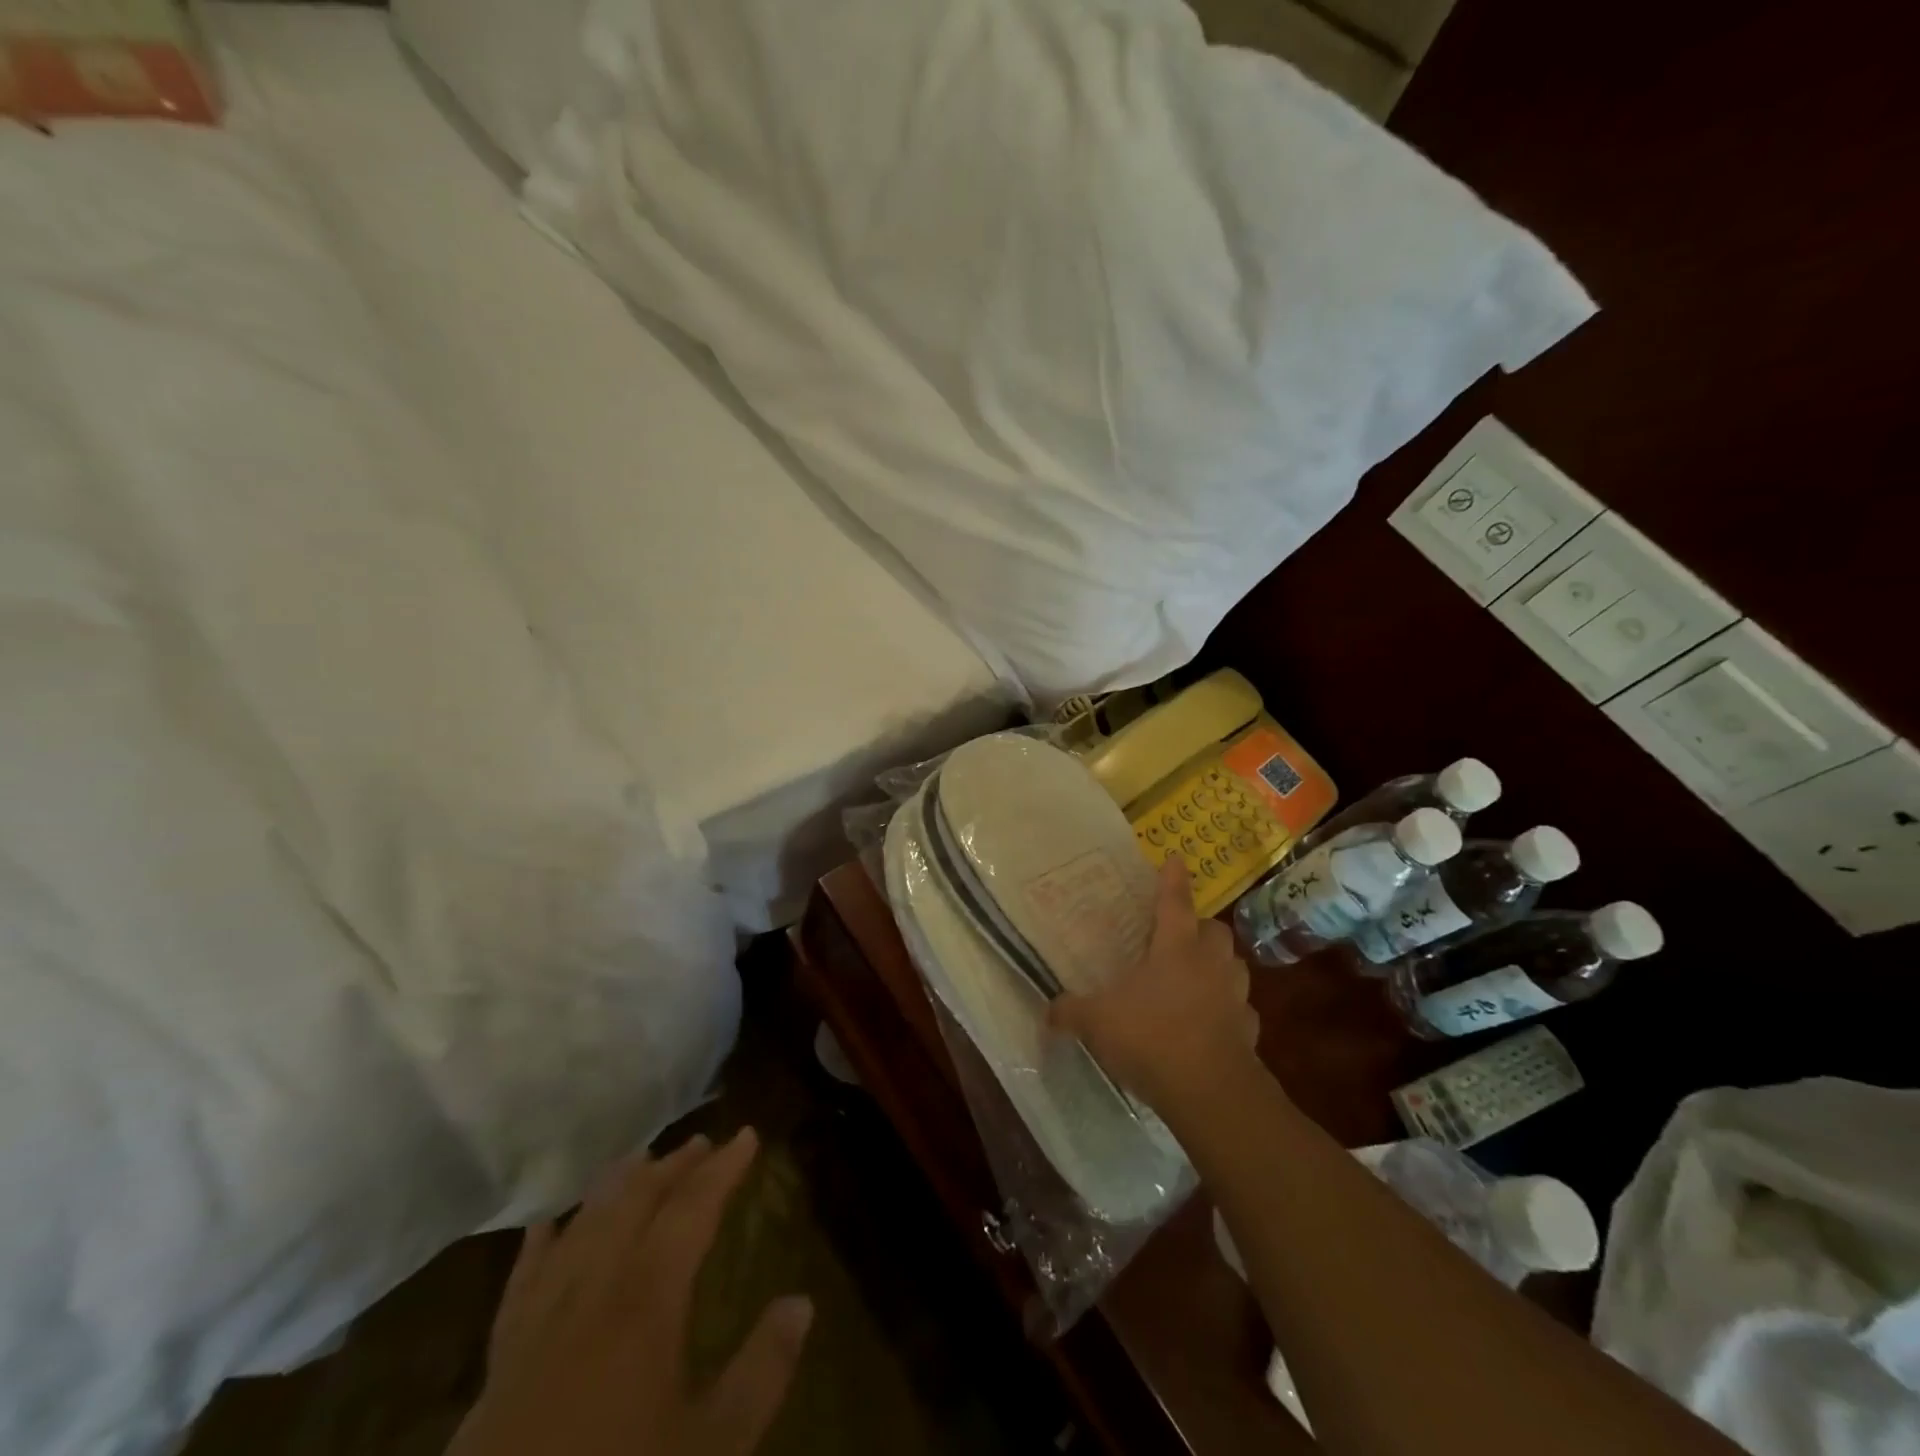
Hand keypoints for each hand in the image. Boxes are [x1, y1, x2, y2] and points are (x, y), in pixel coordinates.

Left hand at [447, 1129, 811, 1455]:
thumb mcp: (711, 1450)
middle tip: (700, 1143)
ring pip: (581, 1229)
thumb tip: (802, 1302)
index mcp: (647, 1303)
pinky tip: (544, 1225)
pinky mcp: (499, 1364)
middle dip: (671, 1167)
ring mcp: (540, 1324)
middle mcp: (594, 1293)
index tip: (746, 1135)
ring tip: (638, 1160)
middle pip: (635, 1204)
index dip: (722, 1169)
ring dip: (614, 1188)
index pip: (692, 1210)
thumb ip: (761, 1372)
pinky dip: (539, 1246)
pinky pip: (522, 1283)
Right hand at [1049, 858, 1259, 1112]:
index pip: (1174, 901)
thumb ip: (1071, 1011)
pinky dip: (1228, 1012)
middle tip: (1181, 938)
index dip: (1173, 879)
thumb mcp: (1097, 1022)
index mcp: (1175, 948)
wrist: (1210, 1092)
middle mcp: (1210, 964)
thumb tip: (1046, 1011)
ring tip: (1199, 979)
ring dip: (1219, 968)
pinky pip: (1241, 1011)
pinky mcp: (1249, 1031)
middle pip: (1215, 930)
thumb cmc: (1151, 1038)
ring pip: (1234, 967)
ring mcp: (1235, 996)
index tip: (1175, 858)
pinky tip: (1211, 1025)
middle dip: (1201, 928)